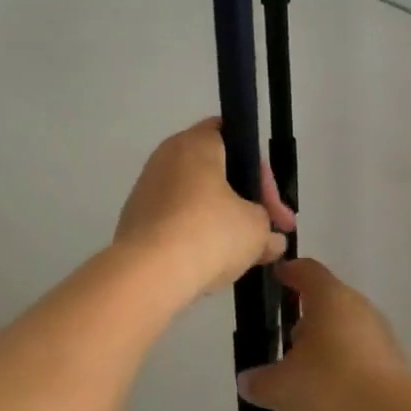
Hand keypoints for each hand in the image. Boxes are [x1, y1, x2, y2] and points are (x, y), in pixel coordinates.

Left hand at [114, 118, 294, 298]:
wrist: (147, 274)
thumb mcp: (256, 229)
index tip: (275, 208)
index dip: (260, 171)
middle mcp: (167, 158)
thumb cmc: (209, 233)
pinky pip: (176, 219)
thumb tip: (273, 240)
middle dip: (246, 201)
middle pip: (216, 171)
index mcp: (196, 144)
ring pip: (196, 198)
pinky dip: (196, 234)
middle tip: (269, 232)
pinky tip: (213, 261)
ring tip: (245, 253)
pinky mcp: (136, 220)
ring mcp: (147, 189)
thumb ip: (269, 228)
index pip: (233, 136)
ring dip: (222, 221)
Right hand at [237, 258, 410, 410]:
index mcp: (330, 299)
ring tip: (302, 378)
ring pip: (345, 332)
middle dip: (304, 320)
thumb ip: (260, 381)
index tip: (276, 277)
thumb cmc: (331, 390)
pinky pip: (361, 359)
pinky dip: (343, 371)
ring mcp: (381, 338)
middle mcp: (359, 309)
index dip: (289, 272)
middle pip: (327, 303)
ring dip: (324, 348)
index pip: (307, 271)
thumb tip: (248, 379)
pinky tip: (329, 400)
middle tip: (282, 341)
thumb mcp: (280, 389)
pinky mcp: (395, 367)